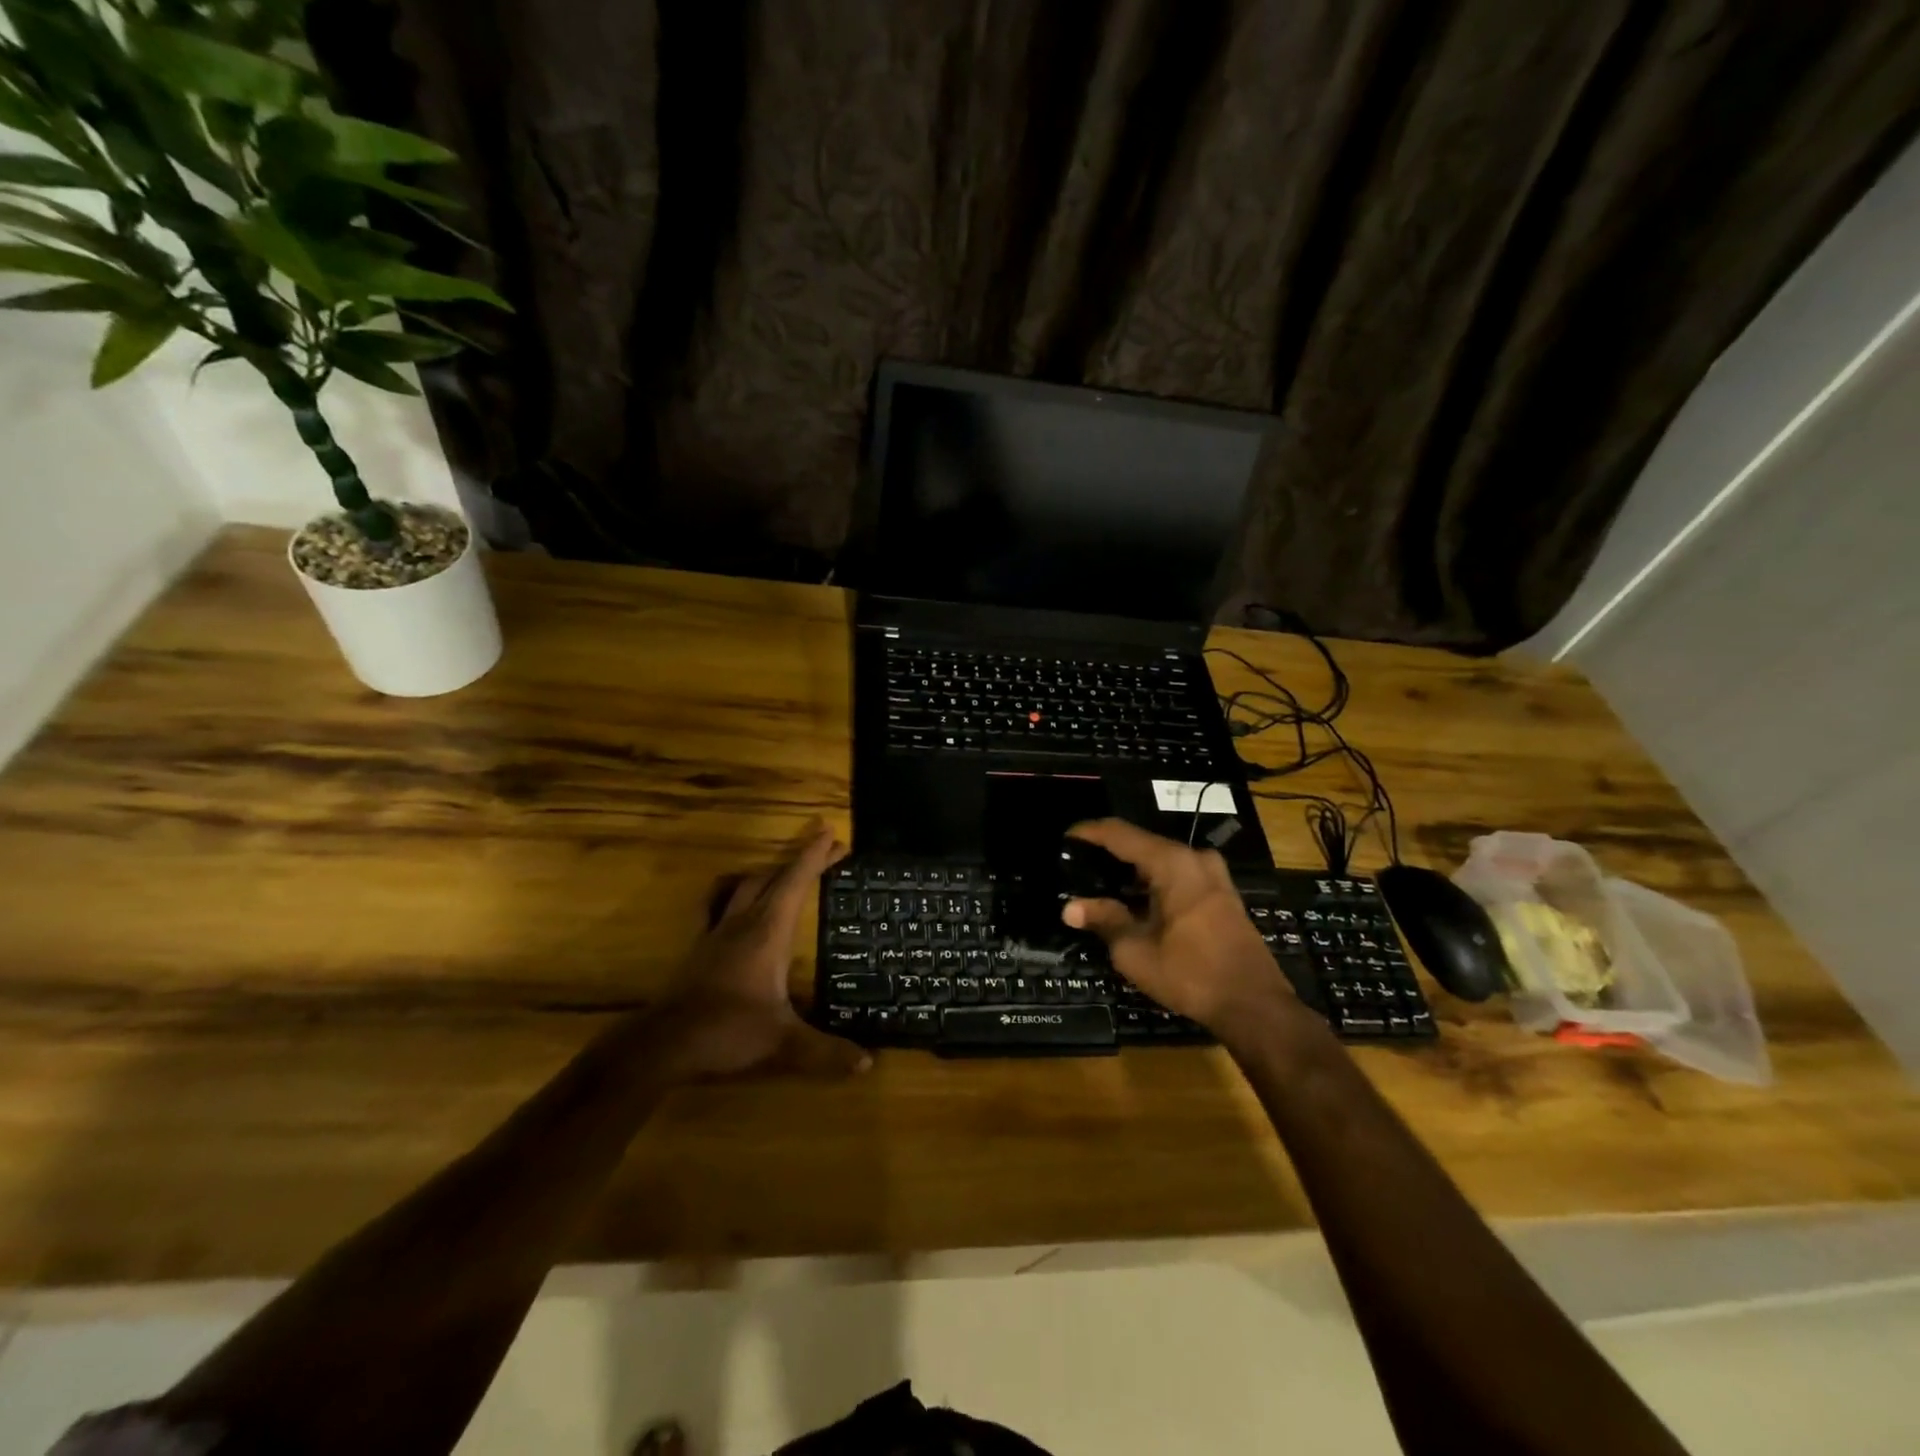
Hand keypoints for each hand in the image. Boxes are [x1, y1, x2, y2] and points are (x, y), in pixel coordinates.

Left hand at [658, 821, 872, 1079]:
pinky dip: (738, 895)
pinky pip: (721, 906)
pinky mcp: (701, 948)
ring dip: (772, 874)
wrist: (662, 1045)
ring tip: (789, 872)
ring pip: (746, 887)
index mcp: (768, 932)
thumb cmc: (727, 1032)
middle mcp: (743, 922)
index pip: (796, 882)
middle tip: (827, 850)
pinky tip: (738, 904)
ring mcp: (717, 933)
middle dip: (801, 860)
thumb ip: (826, 1051)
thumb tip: (868, 1063)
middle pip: (774, 877)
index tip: (832, 834)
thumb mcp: (783, 1043)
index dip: (815, 856)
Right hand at [1061, 819, 1292, 1032]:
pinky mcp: (1221, 893)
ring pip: (1161, 860)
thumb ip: (1104, 919)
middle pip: (1141, 844)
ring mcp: (1213, 874)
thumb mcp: (1135, 950)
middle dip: (1109, 853)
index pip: (1120, 833)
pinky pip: (1178, 874)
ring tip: (1100, 884)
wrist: (1253, 1004)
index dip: (1089, 832)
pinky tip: (1134, 900)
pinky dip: (1153, 881)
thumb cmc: (1190, 973)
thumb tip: (1069, 907)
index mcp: (1172, 862)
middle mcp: (1194, 858)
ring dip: (1132, 870)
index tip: (1065, 838)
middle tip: (1078, 867)